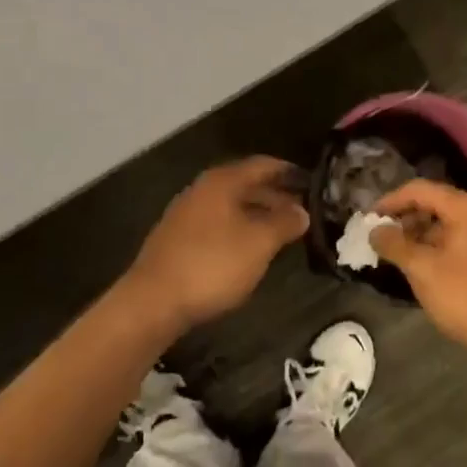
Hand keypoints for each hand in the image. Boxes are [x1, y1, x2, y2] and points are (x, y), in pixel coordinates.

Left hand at [125, 156, 309, 329]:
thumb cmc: (212, 265)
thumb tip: (302, 211)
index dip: (289, 171)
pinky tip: (251, 248)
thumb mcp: (259, 243)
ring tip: (283, 230)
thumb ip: (284, 223)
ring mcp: (187, 214)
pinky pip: (218, 223)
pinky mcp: (178, 239)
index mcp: (222, 181)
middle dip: (275, 195)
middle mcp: (203, 190)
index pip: (263, 165)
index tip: (312, 182)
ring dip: (258, 213)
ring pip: (232, 205)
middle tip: (303, 210)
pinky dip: (240, 228)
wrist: (153, 302)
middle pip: (246, 184)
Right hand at [370, 179, 466, 352]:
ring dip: (417, 231)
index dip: (391, 200)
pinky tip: (416, 260)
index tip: (369, 218)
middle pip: (433, 201)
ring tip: (393, 250)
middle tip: (379, 234)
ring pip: (444, 220)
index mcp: (464, 208)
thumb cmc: (462, 295)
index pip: (419, 190)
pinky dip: (433, 242)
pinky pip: (454, 235)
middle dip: (403, 216)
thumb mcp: (421, 268)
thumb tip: (374, 231)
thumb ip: (394, 244)